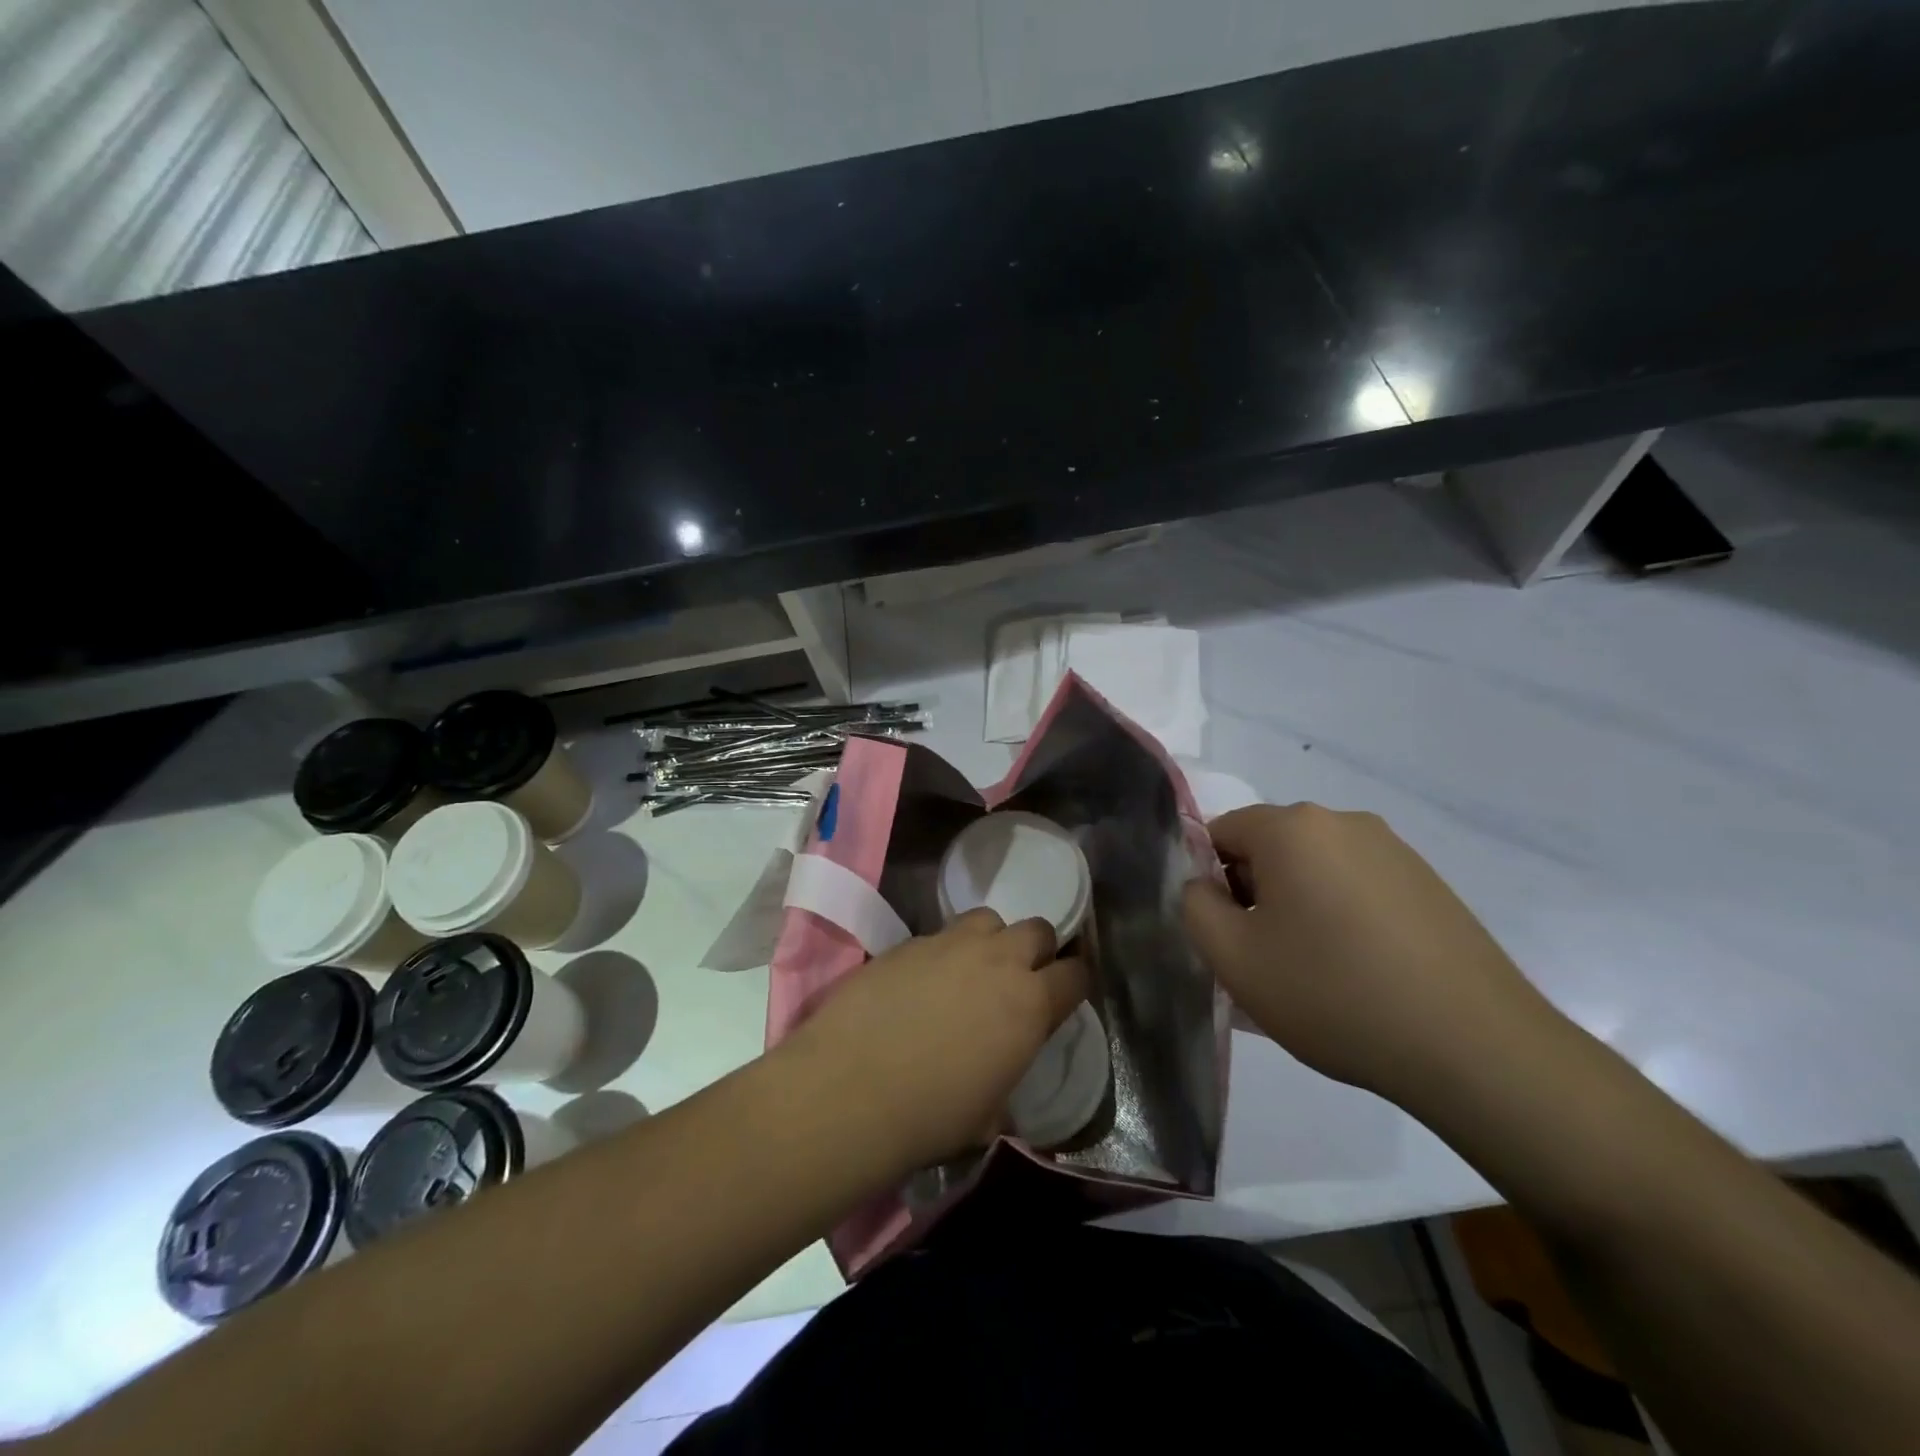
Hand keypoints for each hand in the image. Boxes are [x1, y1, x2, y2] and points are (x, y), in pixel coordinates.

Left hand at [782, 909, 1088, 1168]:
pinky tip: (922, 982)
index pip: (1076, 974)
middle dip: (1036, 949)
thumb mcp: (989, 1114)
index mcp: (1030, 1004)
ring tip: (971, 970)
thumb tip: (1002, 1087)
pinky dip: (943, 952)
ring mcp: (949, 944)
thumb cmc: (931, 1116)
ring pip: (988, 919)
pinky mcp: (908, 942)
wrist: (850, 1090)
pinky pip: (940, 935)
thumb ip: (1007, 1080)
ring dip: (990, 940)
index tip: (1066, 993)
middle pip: (1037, 929)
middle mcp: (997, 961)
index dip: (1076, 981)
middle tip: (1019, 978)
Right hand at [1182, 803, 1560, 1106]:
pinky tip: (1361, 970)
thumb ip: (1194, 907)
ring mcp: (1394, 849)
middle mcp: (1343, 821)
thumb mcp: (1234, 959)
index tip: (1227, 933)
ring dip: (1298, 906)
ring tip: (1316, 970)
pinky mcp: (1428, 882)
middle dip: (1254, 893)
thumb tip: (1204, 887)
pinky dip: (1342, 915)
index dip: (1210, 881)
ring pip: (1315, 868)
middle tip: (1265, 958)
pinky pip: (1358, 885)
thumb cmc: (1334, 994)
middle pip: (1269, 847)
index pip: (1221, 832)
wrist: (1475, 1048)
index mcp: (1292, 828)